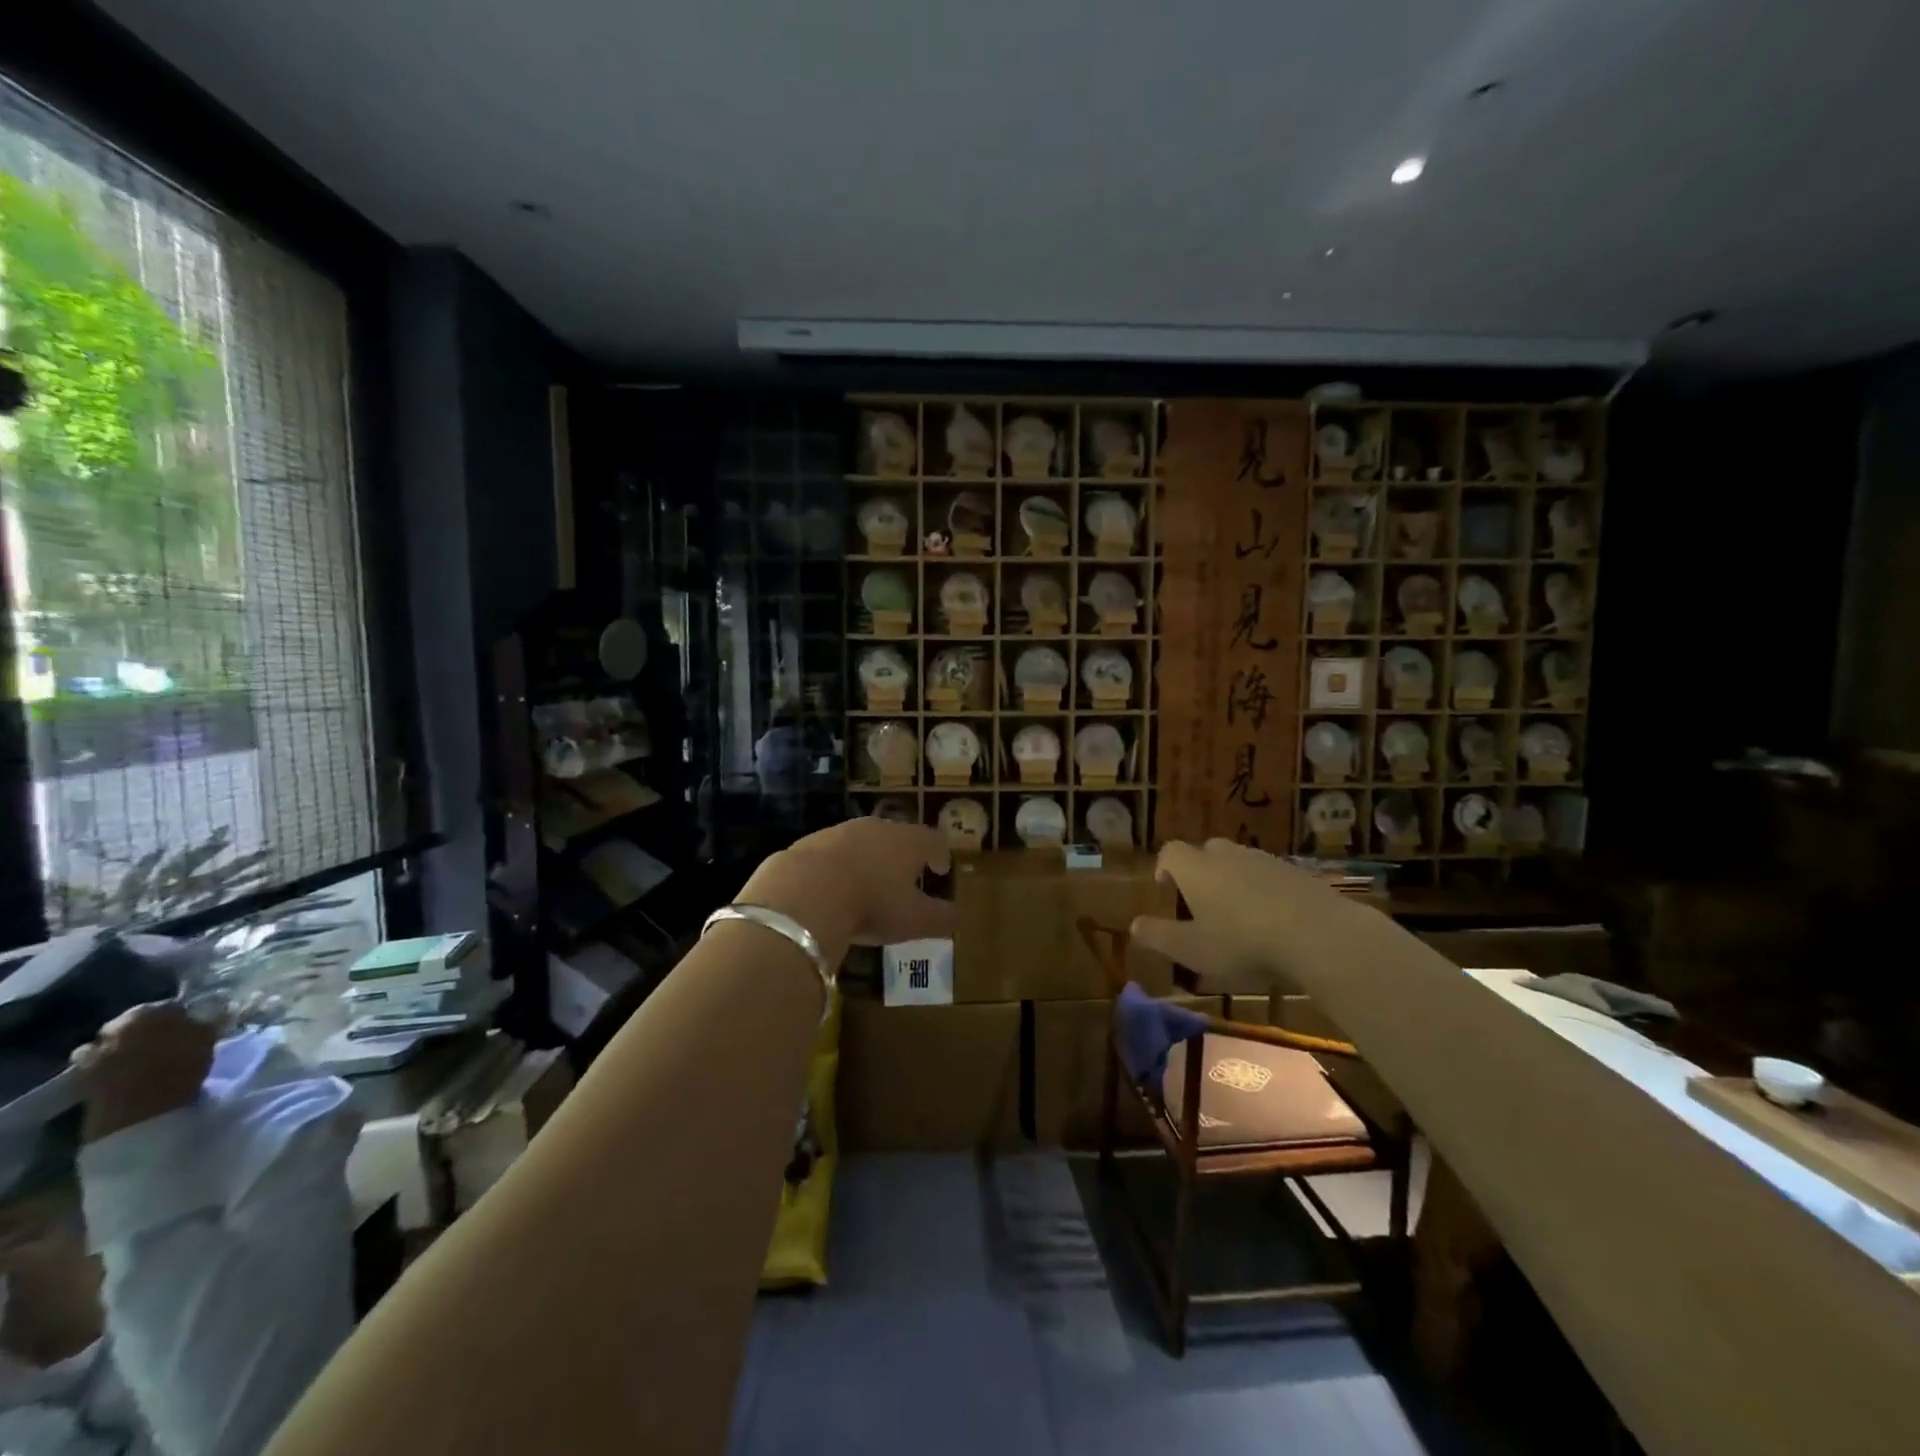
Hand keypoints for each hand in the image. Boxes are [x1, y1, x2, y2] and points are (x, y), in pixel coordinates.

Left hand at [72, 1001, 215, 1143]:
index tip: (195, 1027)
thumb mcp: (208, 1038)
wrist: (138, 1113)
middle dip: (151, 1031)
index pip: (170, 1006)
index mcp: (147, 1011)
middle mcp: (115, 1025)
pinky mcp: (80, 1077)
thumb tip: (219, 1008)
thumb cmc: (180, 1068)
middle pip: (138, 1023)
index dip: (184, 1016)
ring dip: (127, 1048)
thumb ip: (209, 1020)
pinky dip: (109, 1066)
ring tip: (147, 1061)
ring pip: (115, 1042)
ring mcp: (93, 1051)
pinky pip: (97, 1064)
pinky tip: (126, 1075)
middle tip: (171, 1043)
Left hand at [738, 819, 957, 965]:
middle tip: (905, 876)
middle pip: (897, 836)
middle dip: (903, 855)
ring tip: (867, 884)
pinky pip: (831, 854)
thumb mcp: (914, 920)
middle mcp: (877, 828)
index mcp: (909, 841)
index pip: (933, 840)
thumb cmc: (872, 904)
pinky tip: (833, 890)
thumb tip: (959, 916)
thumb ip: (941, 918)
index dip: (940, 854)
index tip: (941, 869)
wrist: (805, 892)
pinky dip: (838, 867)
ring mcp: (840, 831)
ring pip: (862, 842)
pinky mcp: (809, 843)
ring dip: (868, 859)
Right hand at [1128, 838, 1359, 992]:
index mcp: (1196, 868)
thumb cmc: (1242, 943)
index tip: (1166, 889)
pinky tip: (1274, 921)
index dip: (1165, 868)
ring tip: (1239, 916)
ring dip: (1234, 882)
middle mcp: (1227, 855)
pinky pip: (1270, 876)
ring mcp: (1265, 860)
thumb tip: (1134, 926)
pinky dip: (1265, 891)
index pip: (1170, 853)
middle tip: (1202, 903)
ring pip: (1240, 863)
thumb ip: (1160, 936)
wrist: (1319, 935)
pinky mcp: (1297, 873)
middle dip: (1200, 872)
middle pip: (1206, 852)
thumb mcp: (1192, 950)